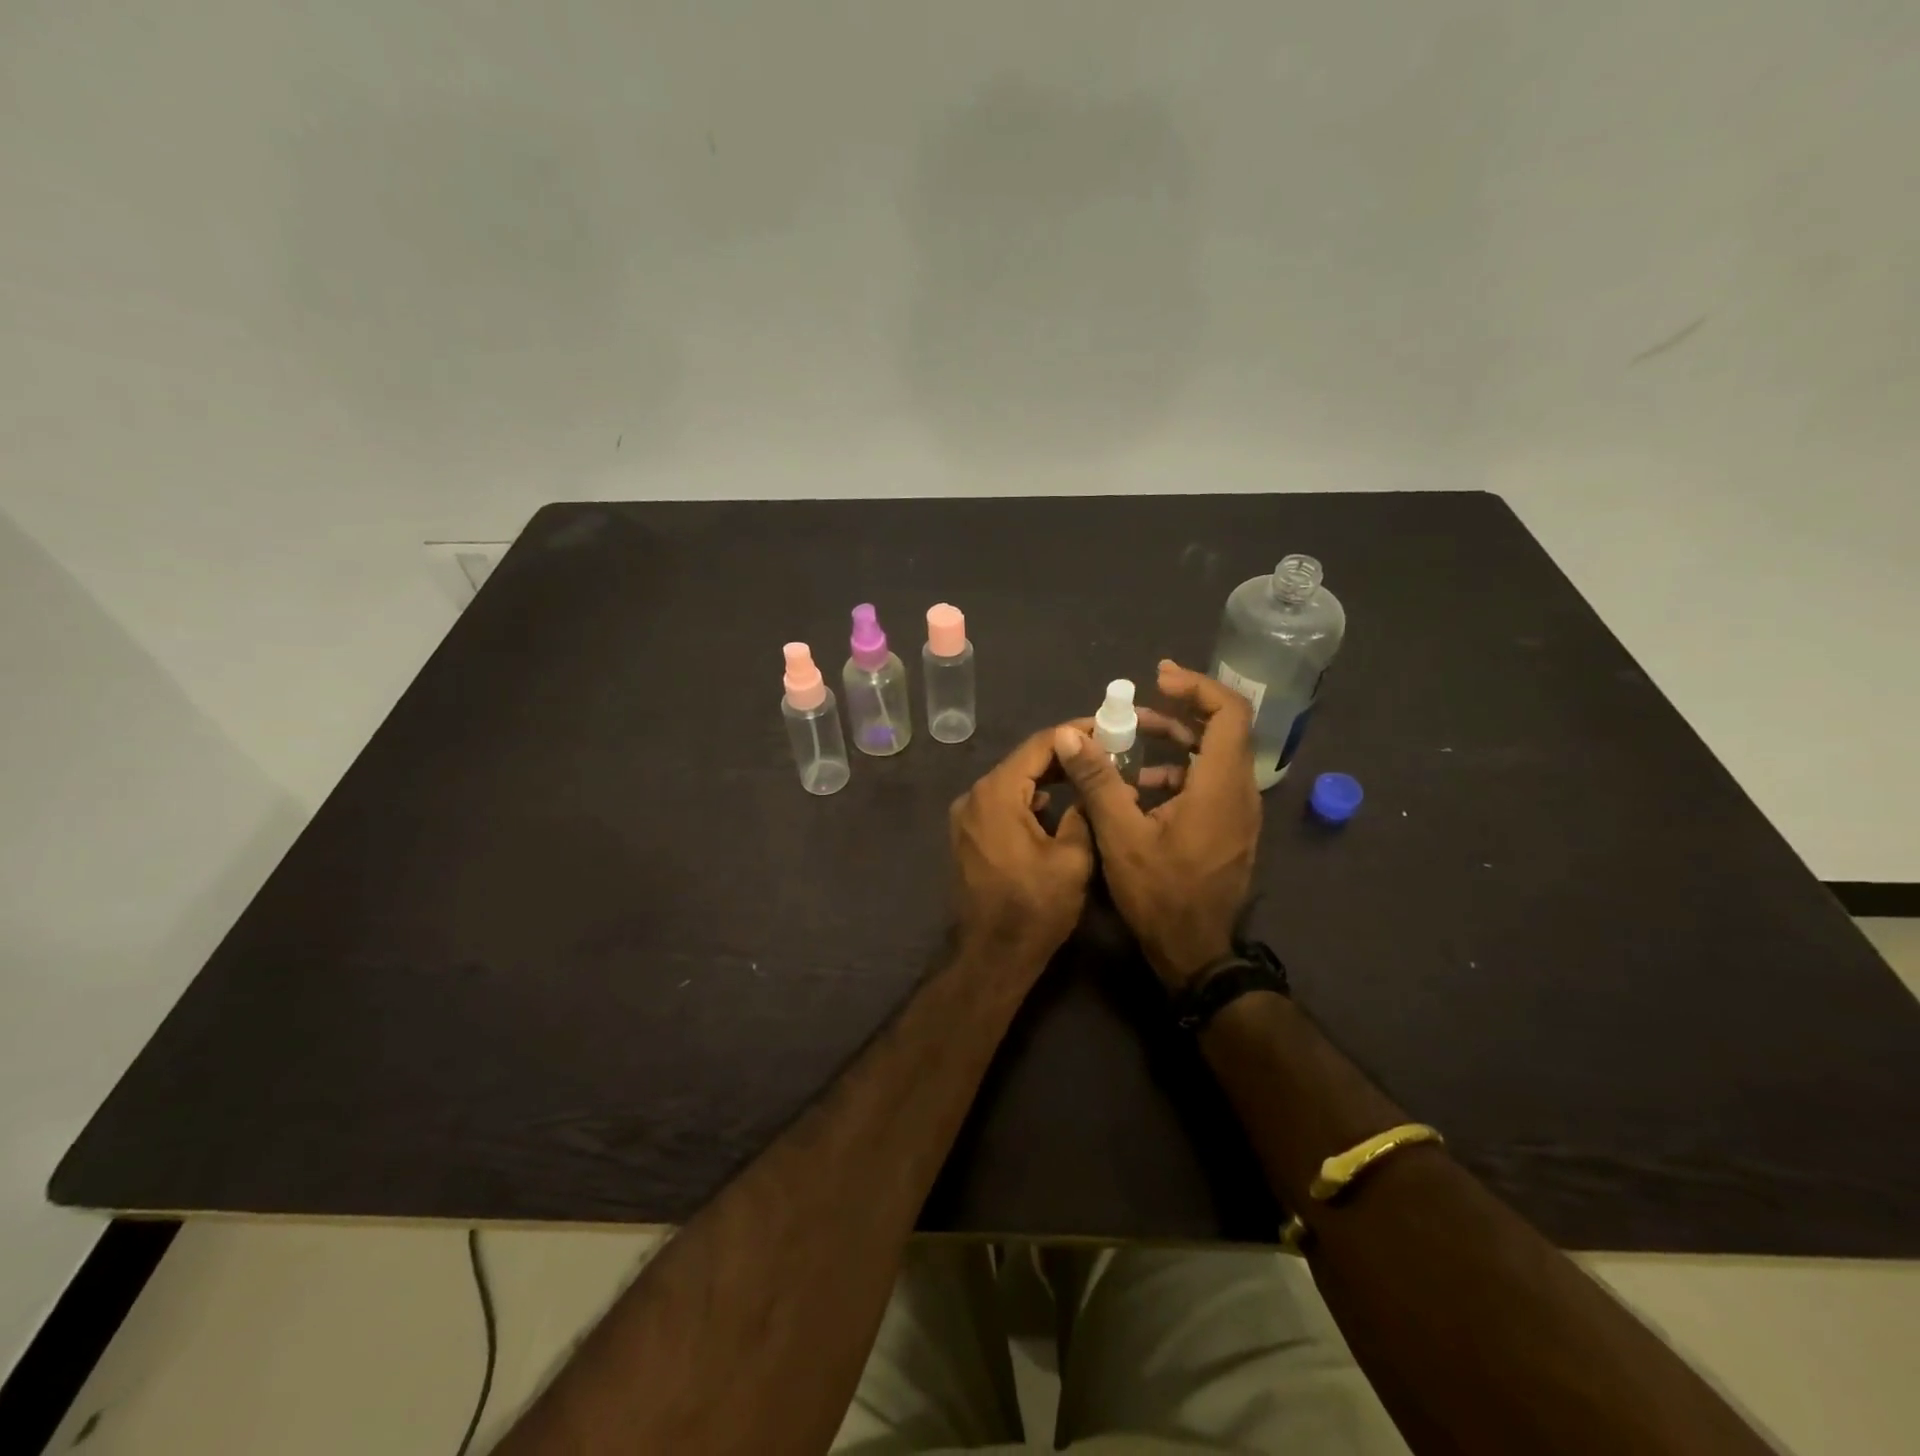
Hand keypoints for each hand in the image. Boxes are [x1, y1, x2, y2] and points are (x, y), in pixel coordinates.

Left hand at [949, 726, 1095, 963]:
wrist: (993, 954)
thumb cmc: (1035, 907)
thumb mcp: (1073, 858)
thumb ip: (1082, 811)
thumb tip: (1090, 786)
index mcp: (996, 793)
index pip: (1038, 745)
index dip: (1073, 733)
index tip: (1104, 727)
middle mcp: (973, 796)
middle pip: (1022, 761)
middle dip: (1061, 755)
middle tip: (1102, 750)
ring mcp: (965, 816)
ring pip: (1011, 782)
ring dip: (1045, 777)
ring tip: (1085, 774)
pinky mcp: (967, 834)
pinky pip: (1001, 803)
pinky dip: (1027, 798)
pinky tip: (1054, 804)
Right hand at [1052, 660, 1260, 988]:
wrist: (1196, 953)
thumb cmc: (1160, 893)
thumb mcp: (1120, 835)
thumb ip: (1097, 779)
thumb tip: (1069, 733)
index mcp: (1221, 786)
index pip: (1229, 713)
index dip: (1197, 686)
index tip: (1159, 679)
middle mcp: (1240, 792)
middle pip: (1223, 731)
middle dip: (1178, 712)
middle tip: (1136, 709)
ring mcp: (1240, 813)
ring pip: (1216, 758)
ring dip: (1176, 743)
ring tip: (1131, 743)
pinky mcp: (1231, 829)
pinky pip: (1211, 784)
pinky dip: (1180, 773)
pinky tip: (1141, 788)